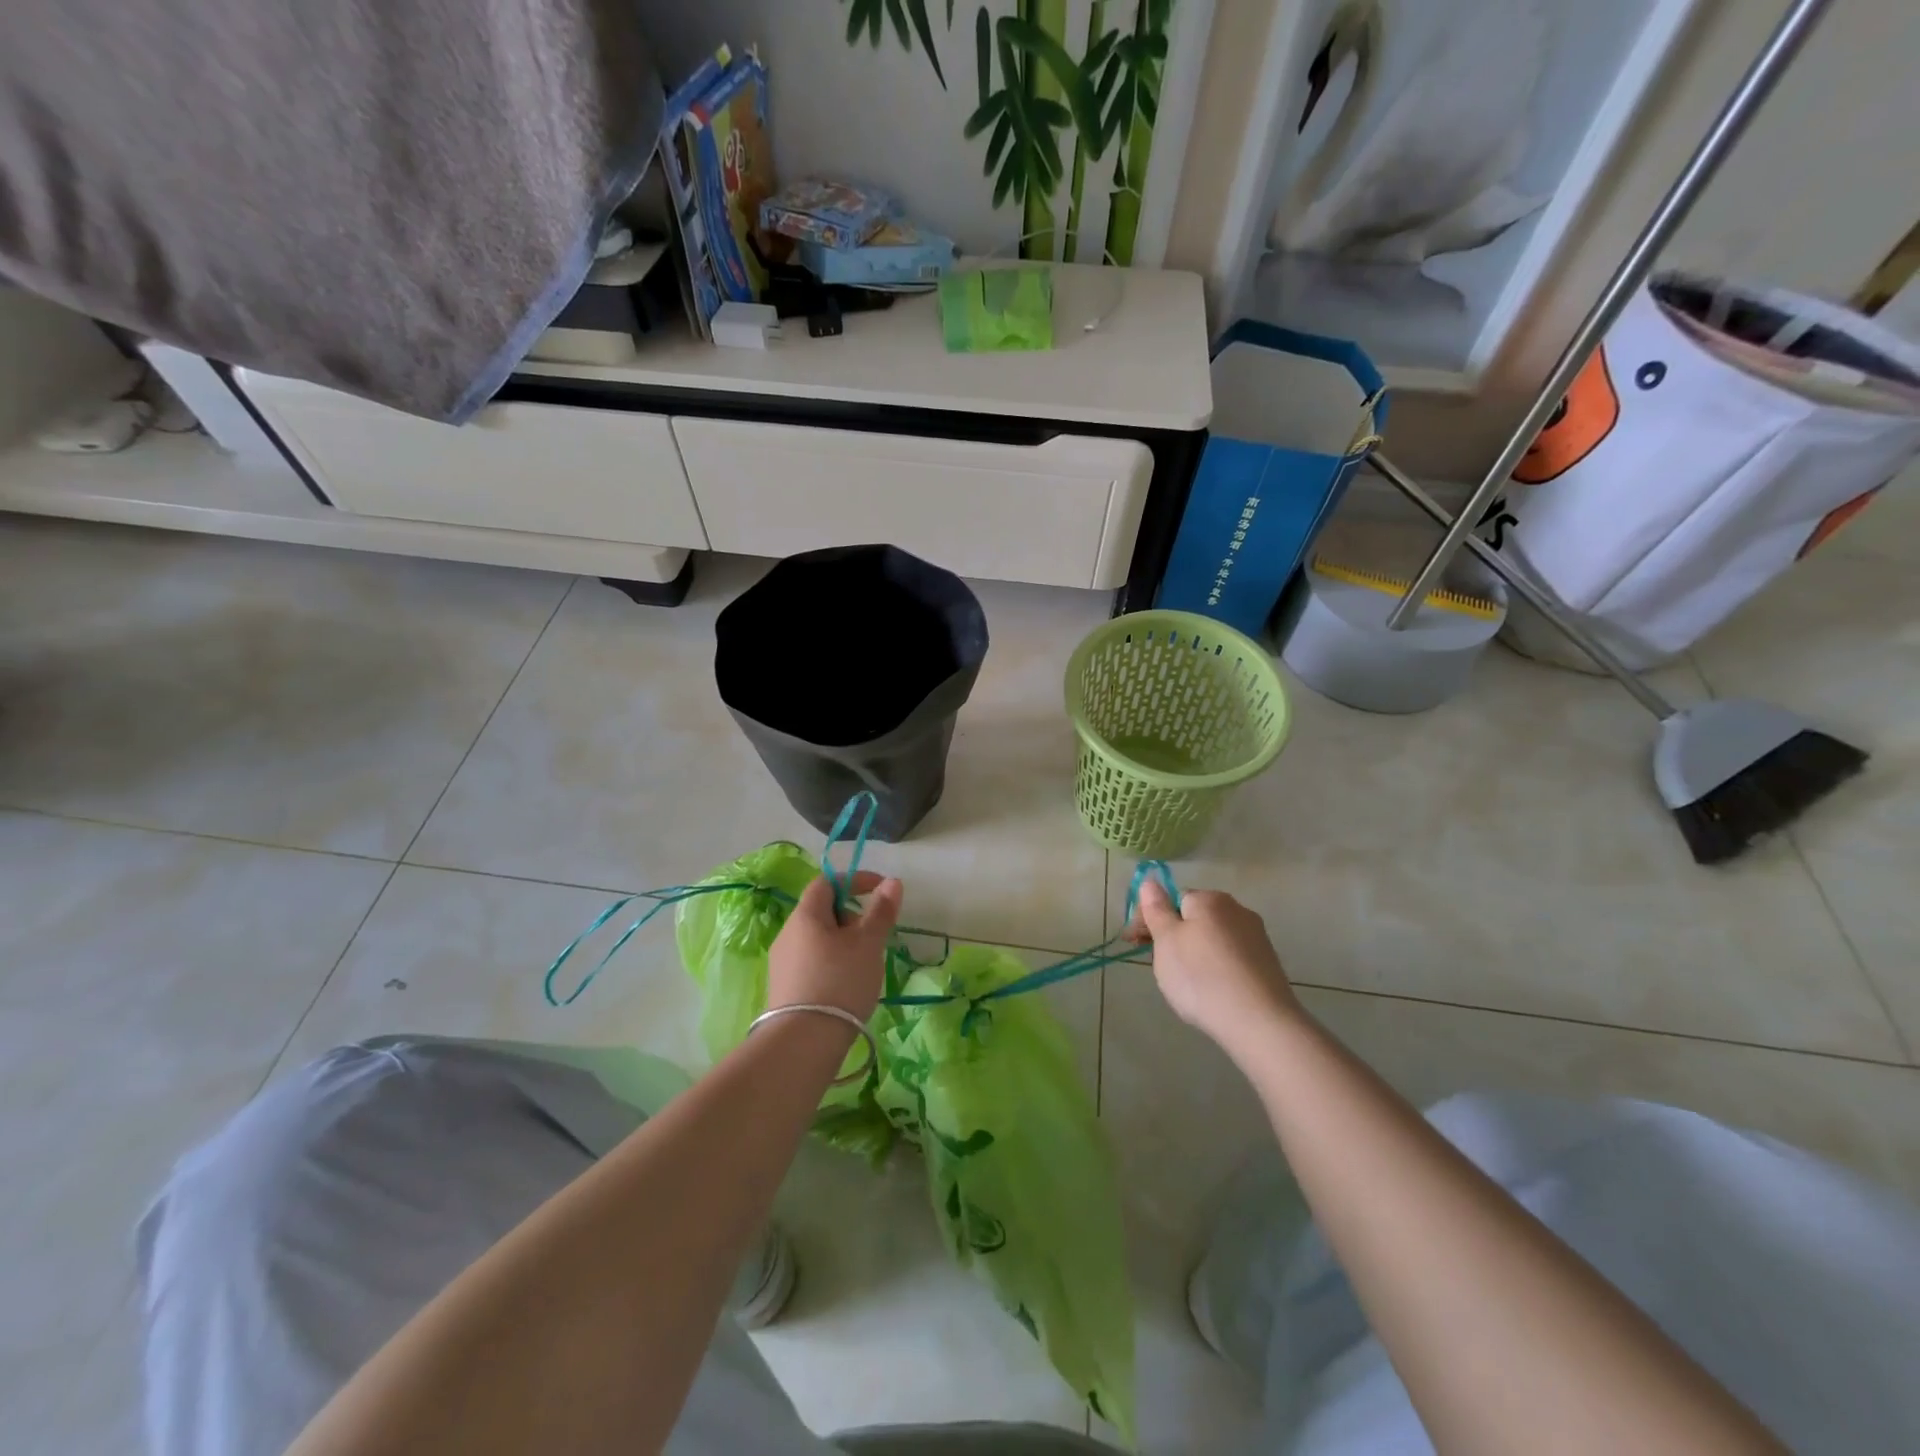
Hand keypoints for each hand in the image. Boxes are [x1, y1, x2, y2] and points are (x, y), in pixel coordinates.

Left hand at [767, 870, 902, 1023]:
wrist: (803, 1043)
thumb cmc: (840, 981)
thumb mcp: (868, 943)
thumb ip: (881, 911)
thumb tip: (892, 881)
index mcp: (805, 915)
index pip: (826, 882)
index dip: (854, 880)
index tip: (881, 890)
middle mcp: (788, 933)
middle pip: (822, 911)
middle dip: (852, 916)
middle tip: (874, 936)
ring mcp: (782, 962)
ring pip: (818, 939)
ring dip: (843, 942)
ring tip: (864, 964)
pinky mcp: (784, 988)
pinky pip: (812, 961)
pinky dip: (833, 962)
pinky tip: (846, 985)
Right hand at [1128, 882, 1300, 1058]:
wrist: (1259, 1023)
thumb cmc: (1201, 977)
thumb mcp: (1166, 941)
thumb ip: (1156, 909)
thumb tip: (1150, 880)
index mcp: (1209, 899)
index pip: (1172, 899)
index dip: (1151, 920)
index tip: (1135, 944)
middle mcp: (1237, 910)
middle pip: (1194, 918)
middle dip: (1173, 936)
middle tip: (1159, 966)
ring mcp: (1256, 937)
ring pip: (1212, 939)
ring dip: (1195, 952)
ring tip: (1186, 984)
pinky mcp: (1268, 964)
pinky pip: (1231, 958)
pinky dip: (1217, 968)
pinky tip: (1212, 991)